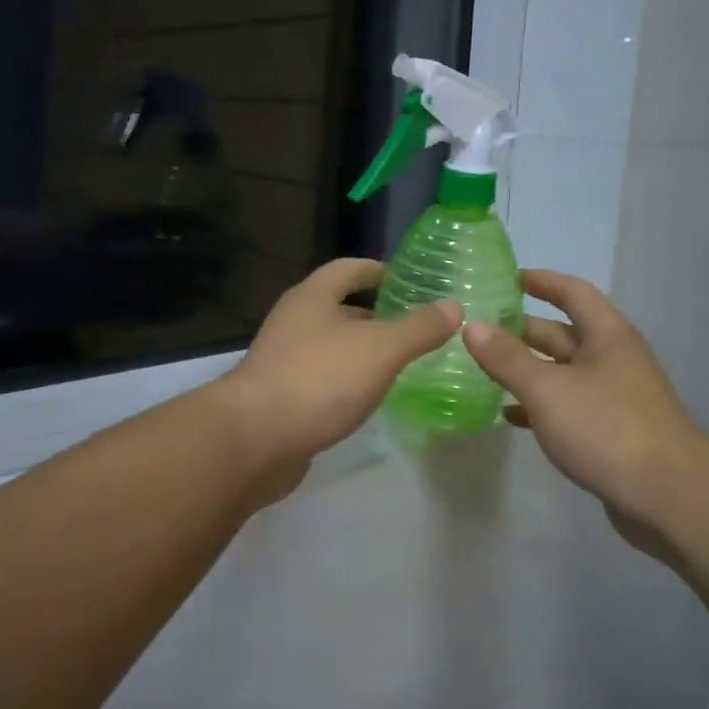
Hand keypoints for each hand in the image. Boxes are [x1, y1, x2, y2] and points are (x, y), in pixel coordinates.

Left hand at [215, 258, 461, 489]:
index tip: (408, 280)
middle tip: (415, 327)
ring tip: (401, 364)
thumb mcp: (380, 349)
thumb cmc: (319, 380)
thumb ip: (419, 328)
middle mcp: (293, 322)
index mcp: (312, 298)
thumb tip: (453, 306)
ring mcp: (282, 361)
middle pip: (338, 308)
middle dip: (375, 315)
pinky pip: (322, 379)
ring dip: (362, 351)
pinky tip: (369, 399)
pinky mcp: (280, 397)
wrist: (255, 440)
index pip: (348, 269)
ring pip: (331, 347)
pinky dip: (347, 382)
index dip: (378, 270)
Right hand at [462, 270, 708, 553]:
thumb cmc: (606, 428)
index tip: (506, 278)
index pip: (572, 292)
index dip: (541, 281)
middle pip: (564, 333)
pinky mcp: (610, 431)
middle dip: (523, 329)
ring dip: (527, 369)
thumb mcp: (548, 389)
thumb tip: (472, 326)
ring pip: (562, 372)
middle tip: (480, 329)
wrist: (668, 495)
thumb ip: (507, 358)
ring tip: (483, 370)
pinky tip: (509, 415)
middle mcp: (613, 359)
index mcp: (607, 335)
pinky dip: (538, 406)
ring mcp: (614, 396)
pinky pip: (567, 407)